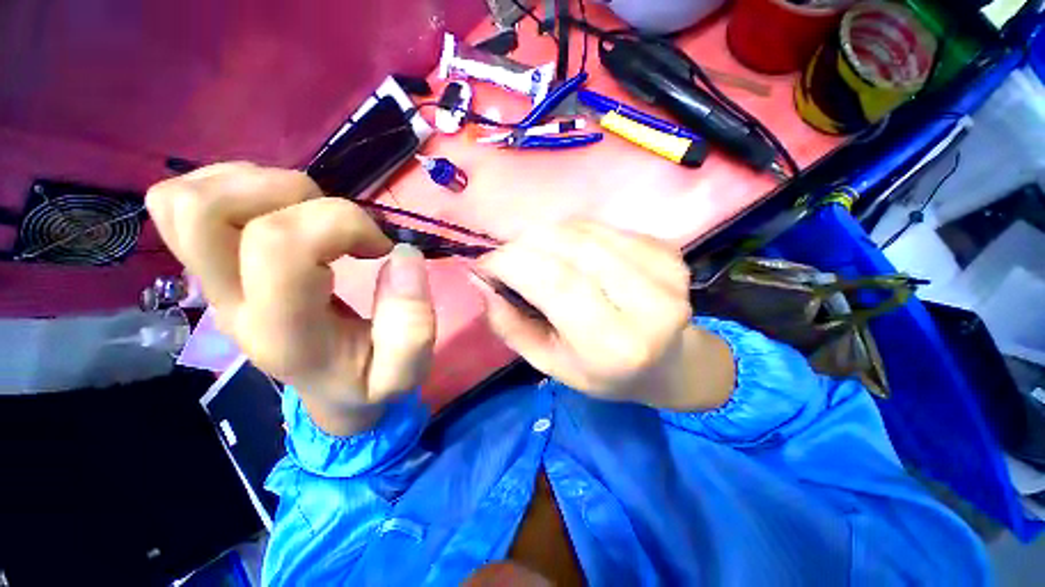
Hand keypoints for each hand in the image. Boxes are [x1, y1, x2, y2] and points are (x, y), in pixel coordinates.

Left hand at [146, 163, 435, 434]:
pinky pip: (183, 199)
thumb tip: (398, 254)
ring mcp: (208, 278)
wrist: (316, 387)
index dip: (338, 221)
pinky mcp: (202, 258)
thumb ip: (412, 328)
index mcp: (279, 333)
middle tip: (307, 212)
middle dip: (268, 187)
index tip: (373, 245)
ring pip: (190, 198)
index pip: (278, 244)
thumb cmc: (356, 380)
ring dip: (252, 181)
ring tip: (291, 211)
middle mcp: (230, 302)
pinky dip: (226, 181)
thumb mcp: (398, 378)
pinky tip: (262, 205)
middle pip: (201, 214)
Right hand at [475, 220, 733, 410]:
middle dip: (527, 242)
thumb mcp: (551, 365)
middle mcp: (649, 305)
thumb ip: (510, 325)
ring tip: (540, 255)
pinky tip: (578, 255)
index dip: (512, 262)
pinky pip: (608, 227)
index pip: (557, 283)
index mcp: (616, 345)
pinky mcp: (670, 252)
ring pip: (589, 230)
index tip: (485, 262)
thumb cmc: (606, 373)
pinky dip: (580, 233)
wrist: (670, 363)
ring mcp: (666, 273)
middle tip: (508, 255)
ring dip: (552, 235)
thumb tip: (478, 278)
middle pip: (574, 247)